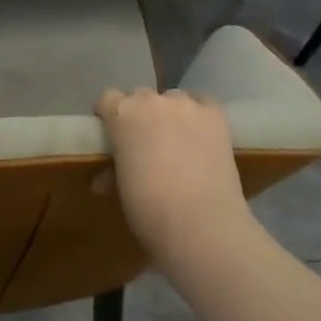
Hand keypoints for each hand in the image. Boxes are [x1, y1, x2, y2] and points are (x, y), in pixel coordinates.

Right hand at [96, 88, 247, 248]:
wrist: (200, 223)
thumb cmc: (148, 209)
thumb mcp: (121, 189)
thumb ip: (112, 172)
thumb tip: (104, 179)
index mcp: (122, 114)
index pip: (108, 100)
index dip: (109, 116)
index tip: (112, 136)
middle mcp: (152, 100)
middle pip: (141, 97)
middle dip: (140, 116)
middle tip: (145, 144)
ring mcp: (187, 105)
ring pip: (173, 99)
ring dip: (170, 114)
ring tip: (177, 142)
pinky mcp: (216, 115)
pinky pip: (203, 103)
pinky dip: (199, 115)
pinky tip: (201, 135)